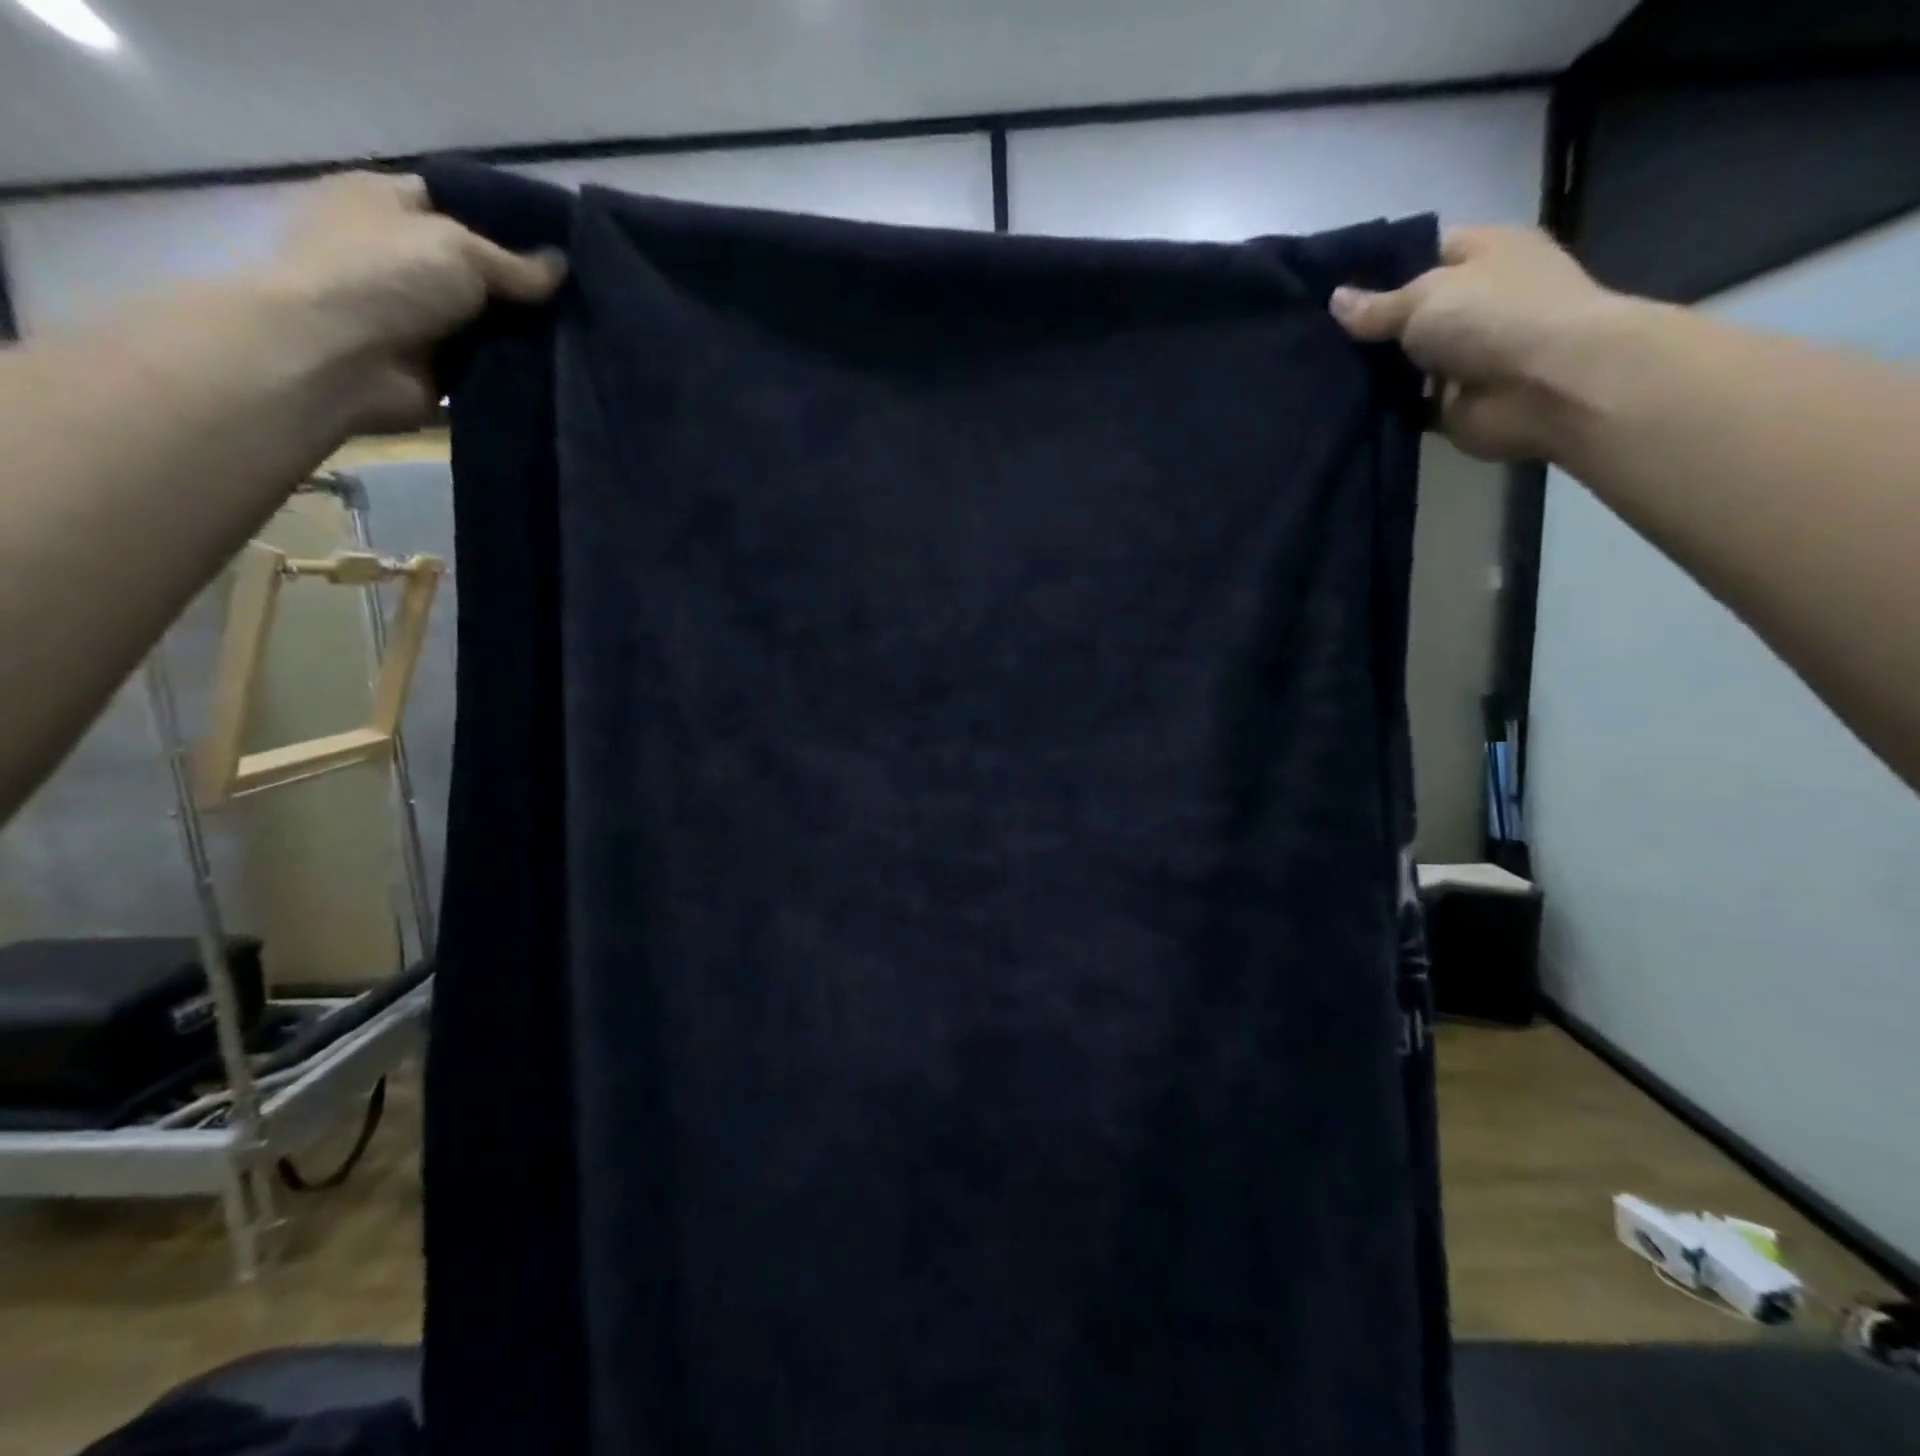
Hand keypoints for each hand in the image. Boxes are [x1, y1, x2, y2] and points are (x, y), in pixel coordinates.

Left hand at [260, 171, 565, 433]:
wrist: (336, 358)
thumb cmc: (384, 276)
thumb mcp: (460, 248)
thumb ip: (518, 263)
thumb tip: (563, 266)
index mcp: (387, 202)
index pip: (461, 202)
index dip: (512, 222)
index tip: (566, 246)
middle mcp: (400, 254)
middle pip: (480, 267)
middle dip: (527, 285)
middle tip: (585, 297)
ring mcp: (417, 314)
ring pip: (489, 320)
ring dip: (526, 331)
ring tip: (585, 336)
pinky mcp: (434, 366)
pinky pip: (488, 363)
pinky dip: (516, 368)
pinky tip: (561, 370)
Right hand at [1330, 226, 1631, 461]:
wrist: (1548, 387)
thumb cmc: (1494, 317)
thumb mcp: (1425, 296)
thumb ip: (1376, 306)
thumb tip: (1335, 300)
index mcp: (1484, 255)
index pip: (1423, 252)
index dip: (1377, 269)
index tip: (1328, 288)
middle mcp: (1478, 302)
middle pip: (1410, 312)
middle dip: (1367, 326)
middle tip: (1311, 337)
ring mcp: (1466, 356)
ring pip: (1404, 362)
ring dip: (1370, 371)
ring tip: (1313, 374)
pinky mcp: (1453, 404)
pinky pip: (1407, 404)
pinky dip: (1380, 408)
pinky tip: (1339, 408)